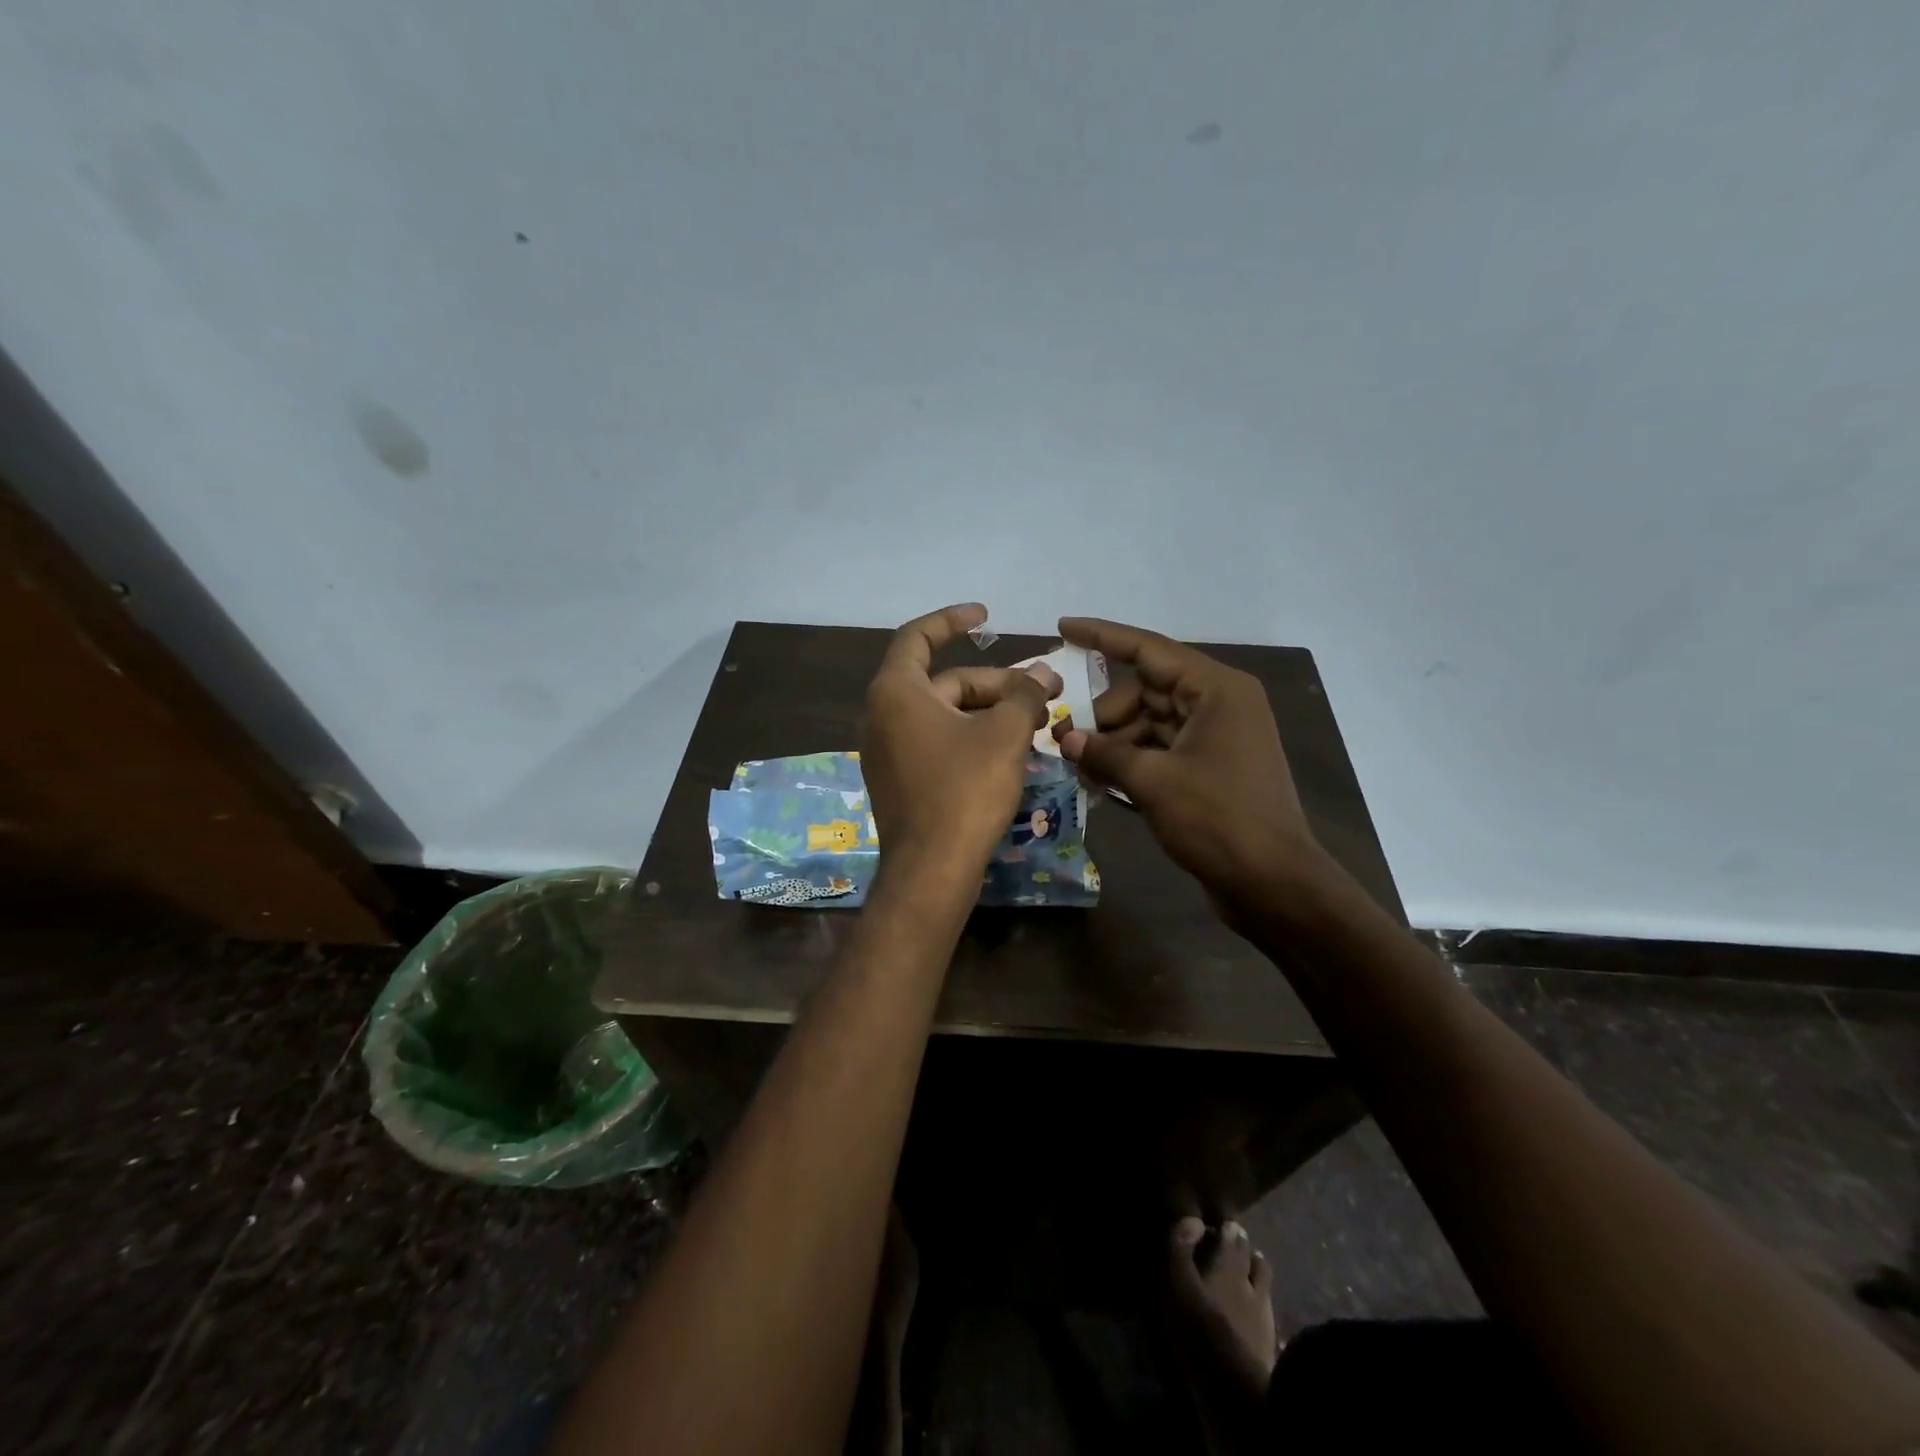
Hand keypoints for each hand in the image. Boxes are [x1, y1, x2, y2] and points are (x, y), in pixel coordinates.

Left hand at [860, 604, 1060, 876]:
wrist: (931, 870)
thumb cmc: (964, 790)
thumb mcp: (1004, 735)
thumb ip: (1024, 695)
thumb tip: (1043, 676)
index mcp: (896, 692)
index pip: (919, 637)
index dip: (952, 620)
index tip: (985, 617)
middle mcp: (883, 715)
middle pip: (945, 682)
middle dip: (996, 683)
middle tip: (1046, 692)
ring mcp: (888, 751)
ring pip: (945, 715)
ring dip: (989, 712)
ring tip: (1037, 722)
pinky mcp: (900, 780)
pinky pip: (937, 742)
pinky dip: (971, 737)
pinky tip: (1010, 751)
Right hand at [1054, 617, 1326, 913]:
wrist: (1273, 884)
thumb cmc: (1218, 819)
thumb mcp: (1154, 782)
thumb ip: (1105, 754)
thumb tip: (1067, 740)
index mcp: (1216, 690)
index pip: (1149, 650)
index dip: (1103, 636)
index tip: (1064, 627)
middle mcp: (1219, 704)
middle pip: (1146, 691)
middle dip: (1103, 712)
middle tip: (1063, 736)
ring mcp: (1216, 737)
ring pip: (1150, 723)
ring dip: (1114, 741)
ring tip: (1077, 763)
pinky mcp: (1210, 768)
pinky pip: (1160, 749)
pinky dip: (1131, 760)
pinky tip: (1099, 778)